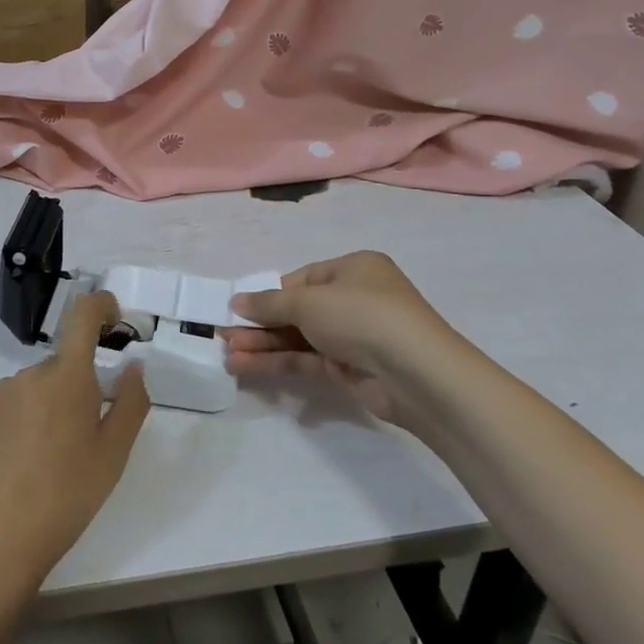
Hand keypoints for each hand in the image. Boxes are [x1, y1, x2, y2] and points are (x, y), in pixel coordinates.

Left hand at [0, 292, 149, 604]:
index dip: (102, 305)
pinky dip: (22, 417)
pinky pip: (10, 401)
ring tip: (47, 459)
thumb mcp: (113, 456)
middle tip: (83, 438)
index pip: (83, 315)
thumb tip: (134, 365)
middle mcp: (29, 372)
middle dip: (78, 388)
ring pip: (36, 386)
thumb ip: (131, 402)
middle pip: (62, 365)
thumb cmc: (66, 498)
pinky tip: (19, 460)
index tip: (114, 319)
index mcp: (67, 377)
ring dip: (48, 405)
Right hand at [223, 251, 467, 422]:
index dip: (269, 295)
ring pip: (300, 338)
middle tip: (224, 335)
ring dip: (264, 345)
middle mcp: (356, 299)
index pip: (301, 279)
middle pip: (297, 310)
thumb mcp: (309, 302)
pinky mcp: (353, 369)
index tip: (239, 309)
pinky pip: (308, 360)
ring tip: (227, 355)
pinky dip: (279, 362)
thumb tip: (236, 302)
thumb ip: (269, 304)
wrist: (418, 374)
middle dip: (260, 324)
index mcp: (353, 269)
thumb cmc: (362, 316)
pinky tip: (247, 366)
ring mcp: (355, 336)